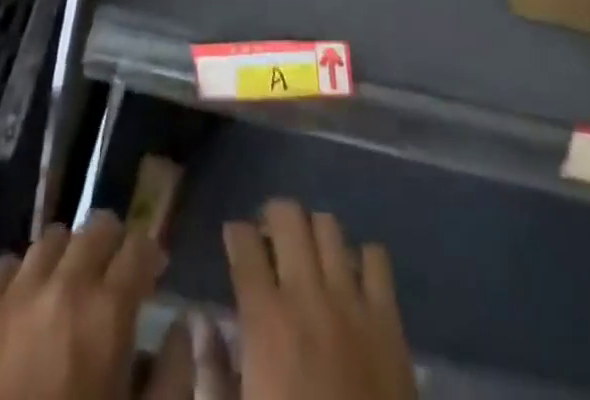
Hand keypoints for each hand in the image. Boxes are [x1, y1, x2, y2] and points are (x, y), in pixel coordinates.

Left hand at [0, 213, 164, 399]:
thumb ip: (172, 374)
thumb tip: (180, 326)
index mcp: (109, 310)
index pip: (140, 244)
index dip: (149, 256)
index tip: (149, 278)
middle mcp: (65, 285)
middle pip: (97, 227)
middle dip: (111, 246)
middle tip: (110, 279)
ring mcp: (15, 295)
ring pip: (52, 240)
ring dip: (67, 257)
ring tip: (64, 290)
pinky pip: (6, 266)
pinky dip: (22, 276)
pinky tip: (23, 306)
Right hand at [224, 200, 414, 399]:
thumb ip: (214, 372)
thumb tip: (200, 323)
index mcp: (266, 320)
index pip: (244, 245)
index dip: (235, 234)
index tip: (233, 239)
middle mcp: (308, 293)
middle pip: (288, 216)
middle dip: (273, 217)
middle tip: (268, 239)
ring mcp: (352, 300)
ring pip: (329, 225)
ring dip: (313, 231)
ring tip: (307, 253)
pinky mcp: (388, 318)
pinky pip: (376, 257)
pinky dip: (360, 258)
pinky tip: (350, 279)